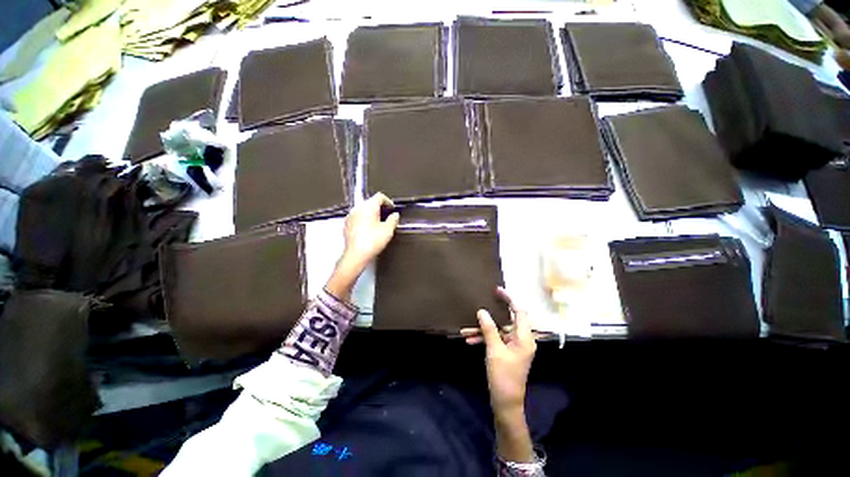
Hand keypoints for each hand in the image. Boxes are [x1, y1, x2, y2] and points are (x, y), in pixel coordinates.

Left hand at [326, 193, 399, 300]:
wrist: (356, 255)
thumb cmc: (373, 241)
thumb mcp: (388, 230)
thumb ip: (393, 219)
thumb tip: (395, 215)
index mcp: (368, 206)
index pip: (379, 196)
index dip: (388, 201)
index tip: (392, 209)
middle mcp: (358, 208)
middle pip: (370, 202)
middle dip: (380, 207)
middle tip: (388, 216)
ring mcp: (350, 216)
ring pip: (363, 209)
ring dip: (372, 213)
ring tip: (380, 223)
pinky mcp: (347, 224)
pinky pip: (358, 217)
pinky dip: (365, 219)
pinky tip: (370, 229)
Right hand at [469, 287, 536, 463]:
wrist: (506, 403)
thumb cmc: (503, 376)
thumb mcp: (494, 351)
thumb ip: (489, 329)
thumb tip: (482, 311)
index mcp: (524, 338)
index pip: (520, 312)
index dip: (510, 299)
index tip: (497, 290)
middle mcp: (521, 339)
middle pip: (506, 320)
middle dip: (489, 317)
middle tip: (478, 305)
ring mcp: (513, 346)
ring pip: (498, 331)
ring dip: (482, 330)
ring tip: (465, 329)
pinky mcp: (506, 352)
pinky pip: (495, 340)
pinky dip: (484, 339)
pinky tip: (469, 340)